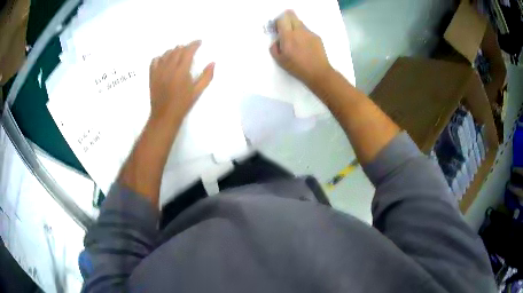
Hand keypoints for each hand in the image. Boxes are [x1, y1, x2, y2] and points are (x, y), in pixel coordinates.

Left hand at [149, 40, 213, 123]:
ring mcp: (159, 71)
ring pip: (166, 54)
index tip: (199, 42)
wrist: (164, 116)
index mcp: (181, 71)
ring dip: (174, 51)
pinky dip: (161, 57)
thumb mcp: (197, 91)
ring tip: (179, 53)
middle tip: (191, 49)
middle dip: (185, 47)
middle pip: (177, 50)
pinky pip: (154, 61)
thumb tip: (213, 63)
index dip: (194, 44)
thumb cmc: (183, 104)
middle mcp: (169, 68)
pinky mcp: (152, 75)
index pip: (188, 51)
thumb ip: (206, 76)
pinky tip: (165, 60)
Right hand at [270, 10, 332, 88]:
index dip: (278, 21)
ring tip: (296, 40)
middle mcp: (299, 31)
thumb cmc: (297, 67)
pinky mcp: (317, 37)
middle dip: (287, 18)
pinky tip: (305, 45)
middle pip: (292, 16)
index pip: (282, 19)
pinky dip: (304, 34)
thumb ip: (274, 48)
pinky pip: (307, 31)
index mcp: (288, 36)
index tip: (278, 27)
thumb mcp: (280, 60)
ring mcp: (309, 33)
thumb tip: (277, 41)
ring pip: (300, 23)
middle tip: (286, 27)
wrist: (318, 72)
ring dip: (295, 27)